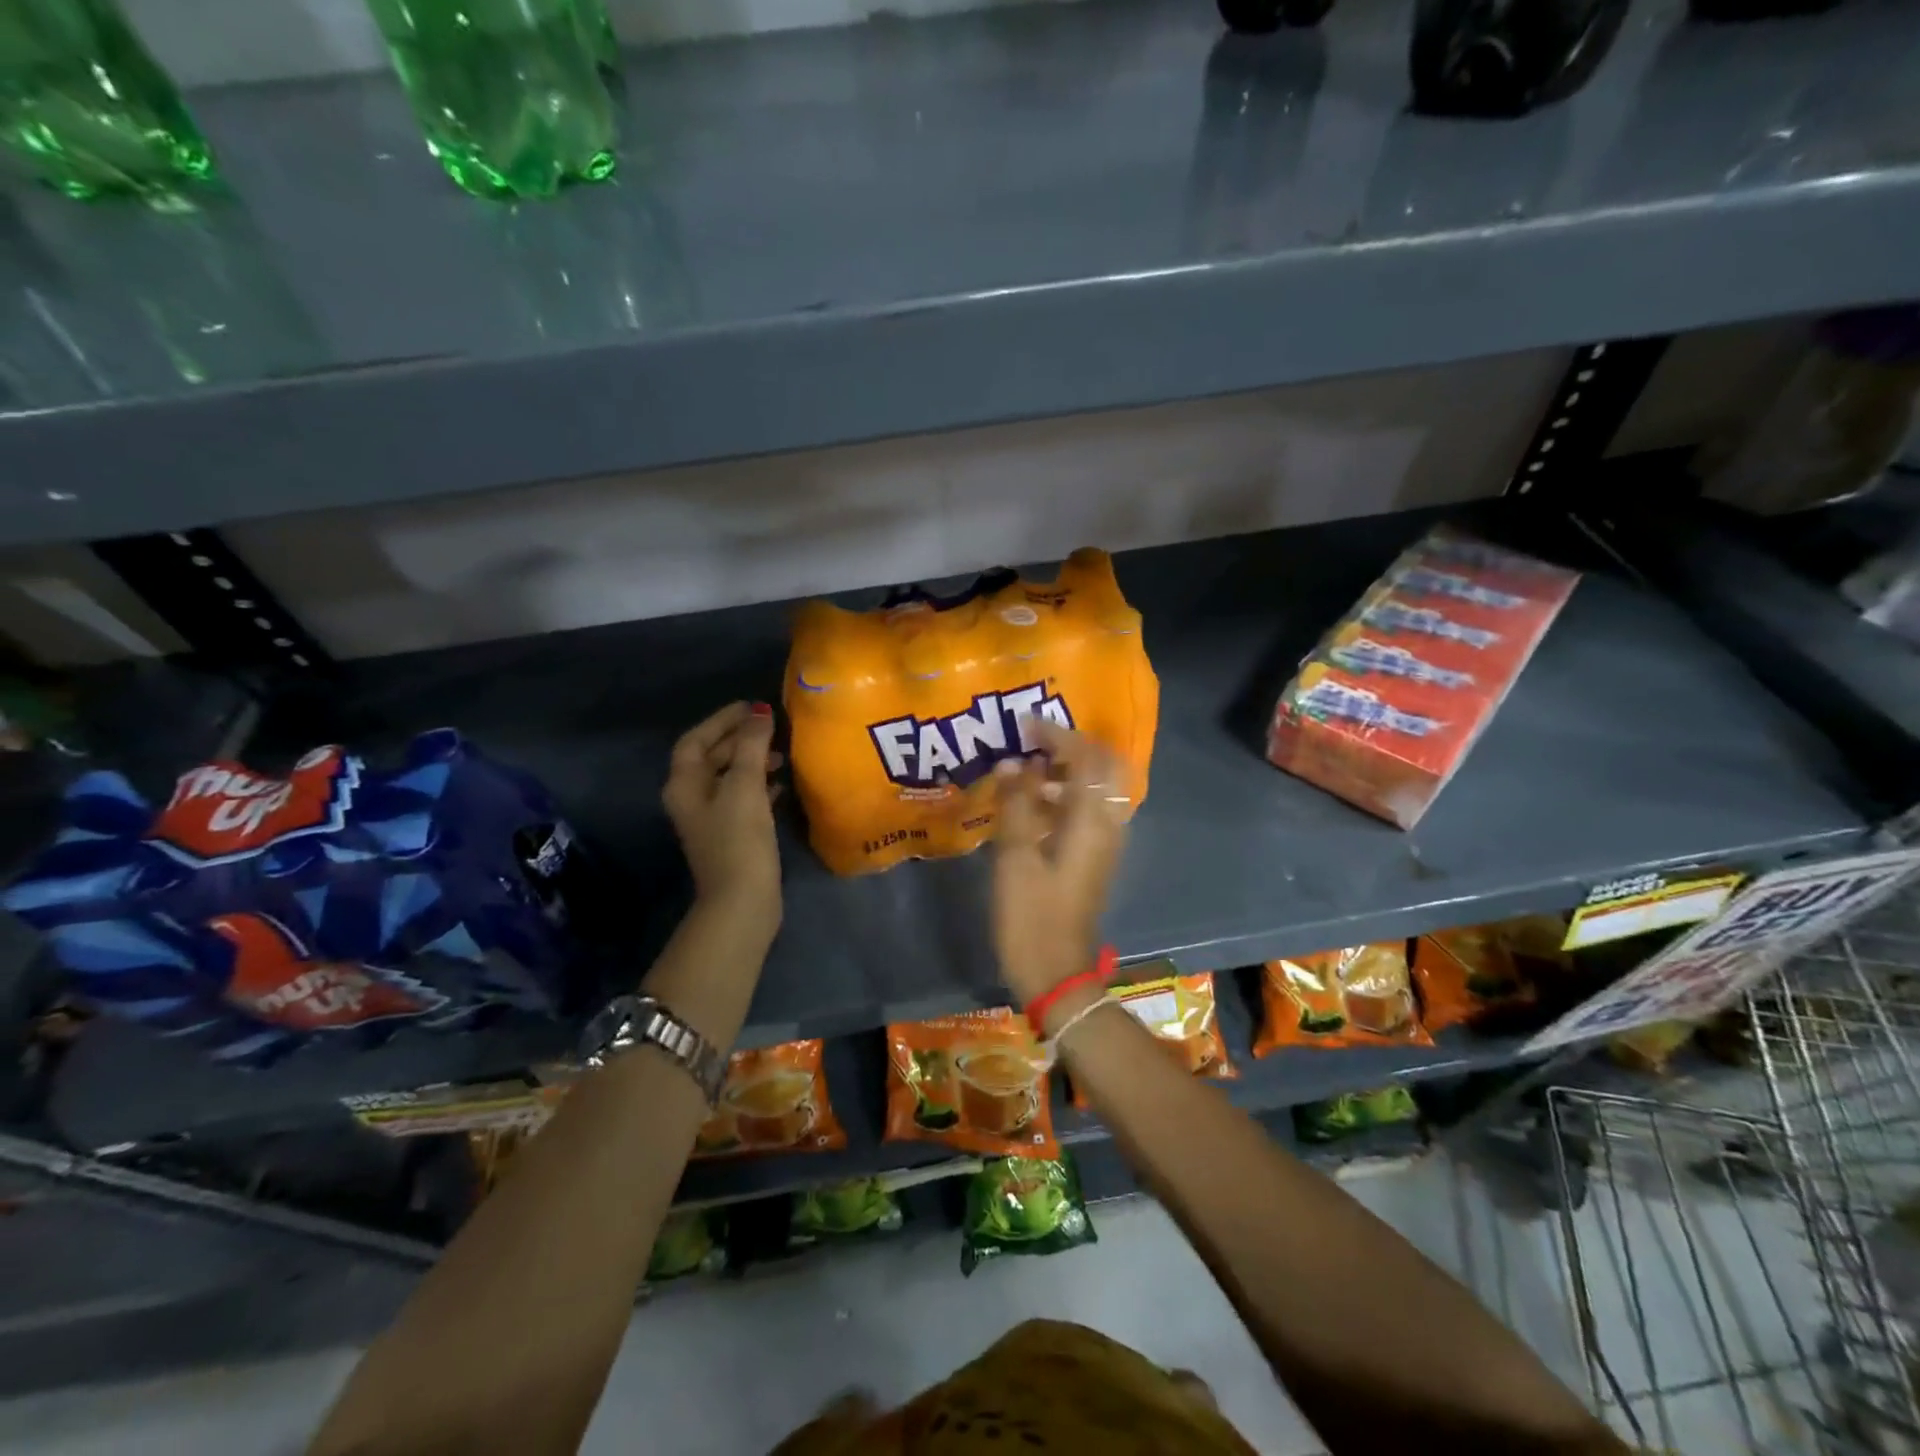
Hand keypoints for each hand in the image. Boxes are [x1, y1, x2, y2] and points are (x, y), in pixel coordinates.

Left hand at [662, 702, 782, 933]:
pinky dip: (761, 785)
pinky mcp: (733, 835)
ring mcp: (712, 819)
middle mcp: (692, 799)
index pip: (696, 740)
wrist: (742, 901)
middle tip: (773, 726)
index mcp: (685, 785)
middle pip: (713, 757)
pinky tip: (782, 783)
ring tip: (782, 754)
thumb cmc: (738, 839)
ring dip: (753, 761)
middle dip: (740, 739)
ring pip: (731, 778)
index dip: (721, 720)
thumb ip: (751, 746)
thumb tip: (760, 713)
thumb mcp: (744, 786)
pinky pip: (745, 798)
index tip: (752, 706)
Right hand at [991, 718, 1130, 1004]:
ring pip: (1094, 790)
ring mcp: (1103, 843)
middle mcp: (1107, 825)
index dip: (1056, 736)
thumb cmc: (1031, 916)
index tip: (1024, 726)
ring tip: (1023, 772)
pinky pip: (1085, 812)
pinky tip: (1028, 806)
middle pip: (1102, 769)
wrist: (1056, 973)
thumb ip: (1015, 804)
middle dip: (1069, 748)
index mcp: (1092, 821)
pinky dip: (1062, 797)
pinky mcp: (1093, 858)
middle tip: (1032, 744)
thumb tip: (1013, 763)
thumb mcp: (1014, 857)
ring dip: (1064, 772)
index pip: (1086, 758)